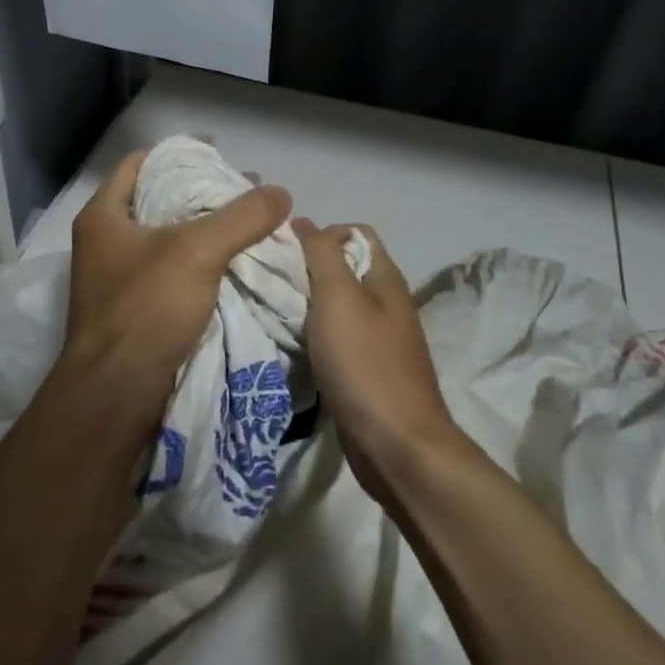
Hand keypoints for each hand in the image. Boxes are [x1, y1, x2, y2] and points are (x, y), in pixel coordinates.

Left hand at [58, 148, 292, 430]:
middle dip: (203, 192)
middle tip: (247, 190)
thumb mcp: (197, 253)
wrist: (116, 395)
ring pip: (171, 238)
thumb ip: (240, 218)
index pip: (141, 163)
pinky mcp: (138, 310)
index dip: (180, 152)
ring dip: (208, 229)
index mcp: (105, 216)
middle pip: (159, 200)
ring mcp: (121, 278)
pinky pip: (175, 272)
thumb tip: (281, 193)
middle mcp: (107, 242)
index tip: (220, 152)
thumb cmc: (145, 310)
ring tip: (251, 224)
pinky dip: (204, 262)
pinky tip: (237, 263)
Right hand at [295, 219, 459, 501]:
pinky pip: (335, 338)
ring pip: (337, 305)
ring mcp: (378, 338)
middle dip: (307, 268)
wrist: (395, 443)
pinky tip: (291, 343)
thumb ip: (322, 254)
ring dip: (307, 304)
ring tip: (273, 309)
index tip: (284, 251)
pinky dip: (313, 335)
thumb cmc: (365, 362)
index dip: (321, 233)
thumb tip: (303, 221)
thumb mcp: (338, 297)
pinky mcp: (366, 369)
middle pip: (344, 269)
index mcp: (385, 278)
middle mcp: (386, 302)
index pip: (355, 233)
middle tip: (270, 280)